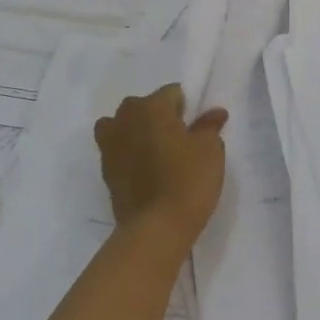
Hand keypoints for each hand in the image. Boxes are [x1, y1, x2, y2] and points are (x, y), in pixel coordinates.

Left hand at [94, 83, 228, 246]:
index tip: (196, 128)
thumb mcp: (210, 149)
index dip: (187, 108)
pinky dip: (130, 154)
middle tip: (180, 141)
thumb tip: (214, 113)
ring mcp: (109, 143)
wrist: (156, 227)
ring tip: (158, 155)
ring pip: (125, 126)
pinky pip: (118, 149)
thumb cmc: (188, 179)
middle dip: (160, 118)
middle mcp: (124, 117)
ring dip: (139, 133)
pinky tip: (146, 171)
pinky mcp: (104, 168)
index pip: (172, 93)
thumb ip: (209, 126)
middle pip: (145, 107)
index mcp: (151, 105)